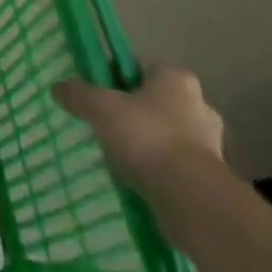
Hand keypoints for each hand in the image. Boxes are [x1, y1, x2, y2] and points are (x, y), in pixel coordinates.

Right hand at [54, 66, 223, 200]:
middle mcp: (200, 105)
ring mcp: (211, 144)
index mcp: (176, 78)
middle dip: (138, 115)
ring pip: (170, 136)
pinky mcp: (214, 179)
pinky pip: (179, 167)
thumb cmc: (148, 138)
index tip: (103, 100)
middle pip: (158, 103)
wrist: (193, 201)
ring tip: (125, 161)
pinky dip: (163, 173)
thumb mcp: (101, 108)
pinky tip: (143, 183)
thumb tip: (57, 88)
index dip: (119, 82)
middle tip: (112, 130)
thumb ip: (78, 94)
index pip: (143, 70)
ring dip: (151, 146)